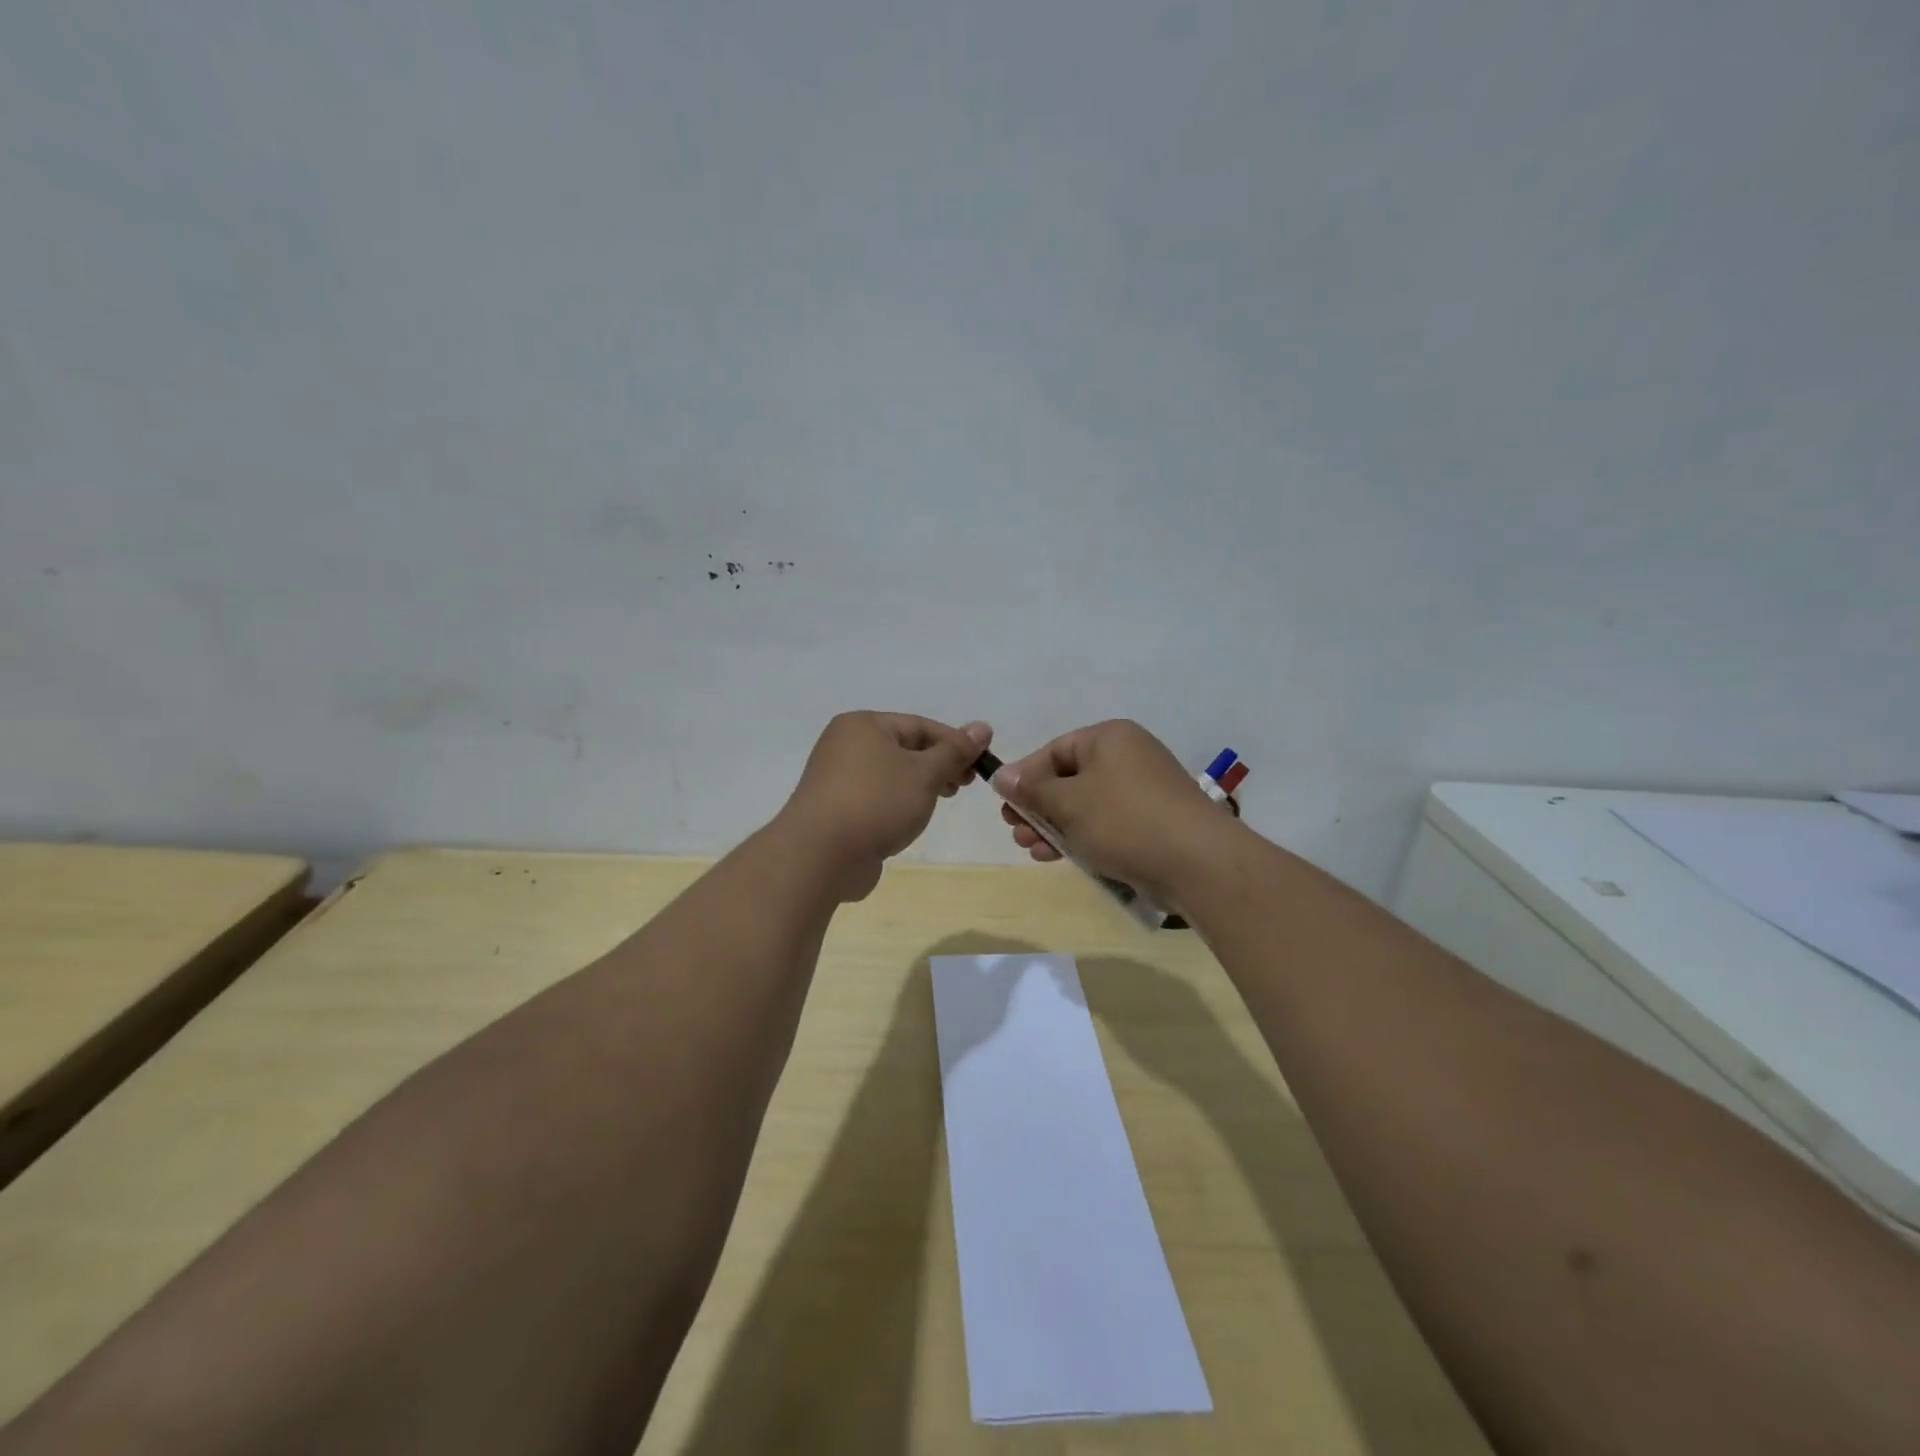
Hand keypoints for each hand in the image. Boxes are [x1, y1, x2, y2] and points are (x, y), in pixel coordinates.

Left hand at [781, 712, 991, 900]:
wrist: (820, 856)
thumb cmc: (877, 803)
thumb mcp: (925, 773)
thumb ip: (955, 751)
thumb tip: (982, 727)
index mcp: (863, 725)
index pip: (920, 726)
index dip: (955, 743)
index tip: (982, 765)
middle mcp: (845, 745)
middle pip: (904, 748)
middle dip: (938, 765)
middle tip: (964, 786)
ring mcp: (836, 778)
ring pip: (890, 774)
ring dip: (919, 786)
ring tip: (940, 802)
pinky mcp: (835, 809)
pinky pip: (875, 798)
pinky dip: (897, 804)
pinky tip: (909, 821)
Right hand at [994, 720, 1238, 903]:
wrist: (1197, 863)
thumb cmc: (1124, 820)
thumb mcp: (1068, 802)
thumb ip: (1031, 789)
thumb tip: (1001, 775)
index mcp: (1110, 737)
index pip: (1055, 750)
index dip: (1025, 776)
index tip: (1004, 804)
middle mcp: (1128, 756)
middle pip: (1069, 778)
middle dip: (1037, 807)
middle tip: (1015, 832)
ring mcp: (1143, 791)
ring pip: (1085, 805)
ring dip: (1054, 826)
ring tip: (1032, 850)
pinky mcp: (1152, 822)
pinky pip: (1106, 823)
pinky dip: (1081, 836)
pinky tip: (1059, 857)